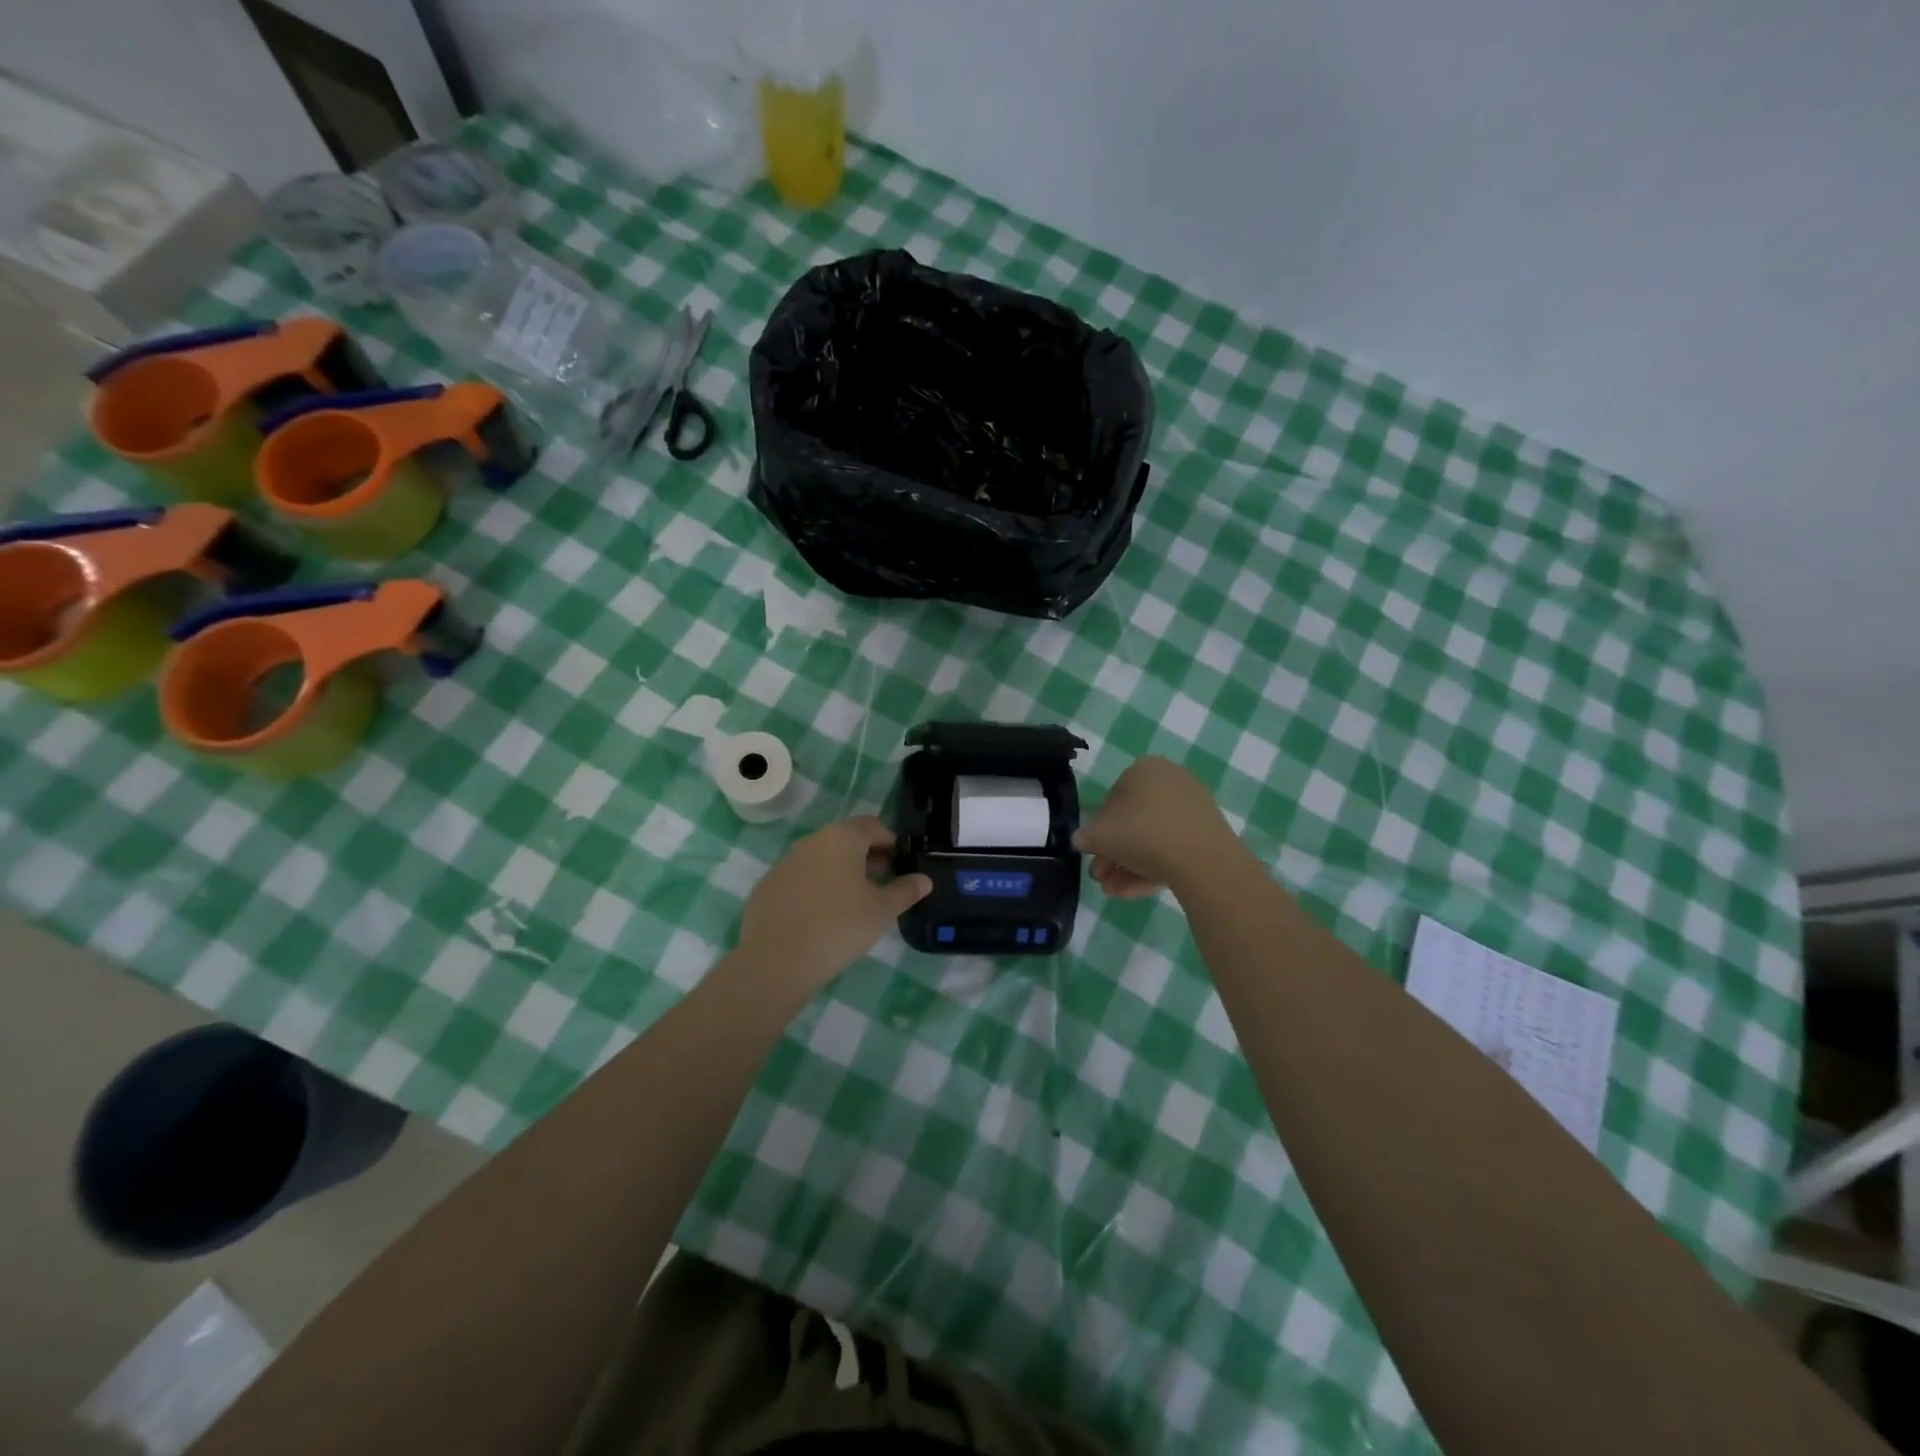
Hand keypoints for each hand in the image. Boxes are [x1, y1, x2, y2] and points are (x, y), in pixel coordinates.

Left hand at [736, 816, 932, 989]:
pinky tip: (822, 917)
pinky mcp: (767, 887)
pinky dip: (816, 889)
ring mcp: (785, 863)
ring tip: (854, 903)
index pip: (873, 826)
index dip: (891, 842)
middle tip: (883, 884)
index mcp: (842, 838)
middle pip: (846, 840)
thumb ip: (905, 891)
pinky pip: (800, 880)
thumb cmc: (839, 927)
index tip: (901, 864)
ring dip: (840, 873)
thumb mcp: (881, 911)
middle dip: (867, 857)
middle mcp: (812, 841)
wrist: (776, 961)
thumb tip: (924, 880)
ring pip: (821, 859)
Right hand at [1076, 756, 1237, 898]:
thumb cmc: (1142, 834)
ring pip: (1152, 838)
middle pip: (1133, 822)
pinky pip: (1173, 847)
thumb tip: (1082, 840)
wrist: (1202, 858)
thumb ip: (1084, 836)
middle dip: (1113, 854)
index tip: (1094, 854)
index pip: (1111, 799)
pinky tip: (1136, 891)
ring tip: (1114, 891)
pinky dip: (1153, 867)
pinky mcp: (1207, 832)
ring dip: (1128, 866)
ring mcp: (1192, 807)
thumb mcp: (1098, 835)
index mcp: (1143, 769)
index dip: (1098, 830)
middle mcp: (1170, 780)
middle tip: (1102, 878)